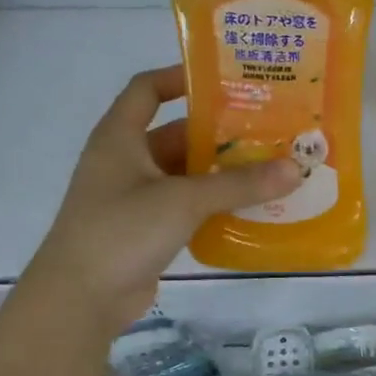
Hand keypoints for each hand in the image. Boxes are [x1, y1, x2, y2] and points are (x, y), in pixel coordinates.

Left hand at [26, 66, 299, 330]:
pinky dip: (212, 204)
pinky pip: (185, 206)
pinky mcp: (144, 230)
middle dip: (217, 132)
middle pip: (174, 134)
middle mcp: (124, 161)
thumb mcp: (184, 200)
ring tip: (267, 167)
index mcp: (120, 138)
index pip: (146, 90)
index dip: (179, 77)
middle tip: (265, 130)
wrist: (81, 298)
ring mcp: (133, 198)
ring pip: (183, 173)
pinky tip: (248, 208)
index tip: (223, 79)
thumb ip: (239, 184)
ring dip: (219, 171)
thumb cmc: (122, 231)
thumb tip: (295, 168)